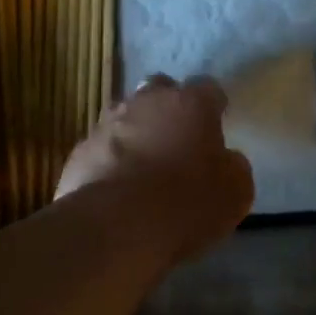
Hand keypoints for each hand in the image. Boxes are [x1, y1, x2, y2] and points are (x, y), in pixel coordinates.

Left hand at [57, 76, 254, 261]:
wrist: (116, 226)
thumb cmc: (186, 203)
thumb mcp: (234, 191)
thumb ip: (232, 166)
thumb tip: (225, 159)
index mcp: (190, 105)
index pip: (208, 88)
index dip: (213, 104)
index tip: (217, 120)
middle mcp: (146, 102)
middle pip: (160, 89)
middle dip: (169, 106)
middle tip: (178, 136)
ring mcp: (107, 123)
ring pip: (126, 116)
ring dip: (137, 131)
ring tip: (144, 165)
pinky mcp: (81, 150)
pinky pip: (102, 147)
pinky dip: (111, 159)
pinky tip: (117, 186)